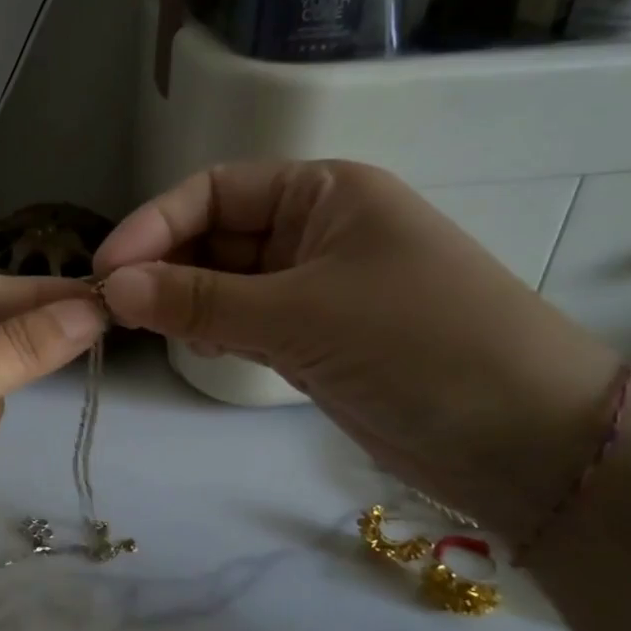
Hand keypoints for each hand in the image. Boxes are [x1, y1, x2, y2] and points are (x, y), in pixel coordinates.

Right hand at [94, 161, 619, 536]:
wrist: (524, 439)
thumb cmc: (418, 344)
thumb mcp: (299, 314)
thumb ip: (198, 300)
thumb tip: (112, 287)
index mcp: (323, 193)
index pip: (214, 191)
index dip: (155, 224)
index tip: (106, 270)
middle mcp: (315, 231)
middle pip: (214, 236)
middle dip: (163, 266)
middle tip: (113, 308)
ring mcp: (314, 288)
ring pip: (223, 283)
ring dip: (182, 301)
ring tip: (142, 328)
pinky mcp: (313, 338)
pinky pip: (242, 322)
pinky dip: (211, 331)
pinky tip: (193, 347)